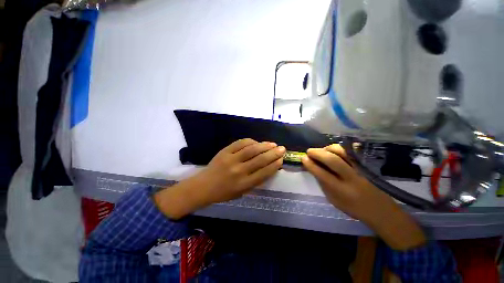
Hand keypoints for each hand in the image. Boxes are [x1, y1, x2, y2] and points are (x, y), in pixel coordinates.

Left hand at [154, 139, 285, 218]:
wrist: (203, 186)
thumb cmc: (224, 192)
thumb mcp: (242, 192)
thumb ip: (255, 180)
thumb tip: (268, 167)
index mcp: (244, 185)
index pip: (264, 172)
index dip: (274, 165)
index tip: (281, 160)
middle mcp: (239, 171)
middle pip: (260, 160)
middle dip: (273, 153)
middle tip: (282, 149)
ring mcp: (231, 159)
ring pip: (252, 149)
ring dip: (264, 145)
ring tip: (272, 144)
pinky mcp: (225, 151)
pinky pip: (240, 143)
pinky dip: (251, 141)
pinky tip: (256, 142)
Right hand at [302, 144, 425, 249]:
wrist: (380, 209)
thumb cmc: (353, 207)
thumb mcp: (333, 200)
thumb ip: (323, 183)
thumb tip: (313, 168)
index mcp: (340, 191)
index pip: (322, 174)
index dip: (310, 164)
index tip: (303, 158)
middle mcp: (350, 178)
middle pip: (332, 160)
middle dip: (317, 153)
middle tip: (309, 151)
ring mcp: (359, 169)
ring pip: (343, 152)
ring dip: (328, 148)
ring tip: (321, 151)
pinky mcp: (365, 165)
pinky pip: (350, 152)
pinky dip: (339, 148)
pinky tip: (332, 150)